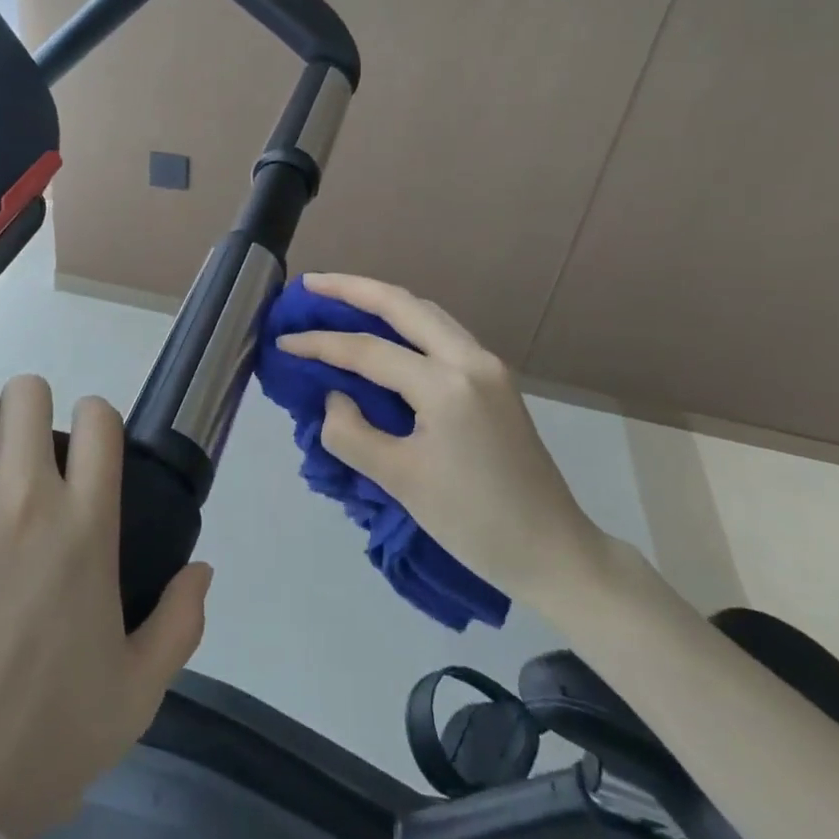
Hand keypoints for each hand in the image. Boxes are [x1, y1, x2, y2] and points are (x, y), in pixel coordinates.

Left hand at [0, 349, 214, 838]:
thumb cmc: (33, 750)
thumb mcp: (134, 698)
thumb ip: (181, 625)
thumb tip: (206, 565)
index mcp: (85, 528)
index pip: (99, 419)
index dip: (91, 419)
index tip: (75, 445)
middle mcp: (25, 498)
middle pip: (31, 394)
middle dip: (26, 411)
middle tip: (9, 449)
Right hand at [275, 275, 604, 602]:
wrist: (555, 553)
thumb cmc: (475, 524)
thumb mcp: (401, 482)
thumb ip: (352, 433)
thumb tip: (335, 397)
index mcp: (446, 385)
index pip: (369, 351)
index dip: (320, 344)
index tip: (283, 341)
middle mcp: (470, 359)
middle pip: (403, 304)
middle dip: (353, 288)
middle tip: (310, 285)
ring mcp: (488, 365)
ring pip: (426, 312)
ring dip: (382, 300)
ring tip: (340, 297)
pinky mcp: (495, 379)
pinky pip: (441, 333)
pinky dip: (406, 322)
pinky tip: (384, 331)